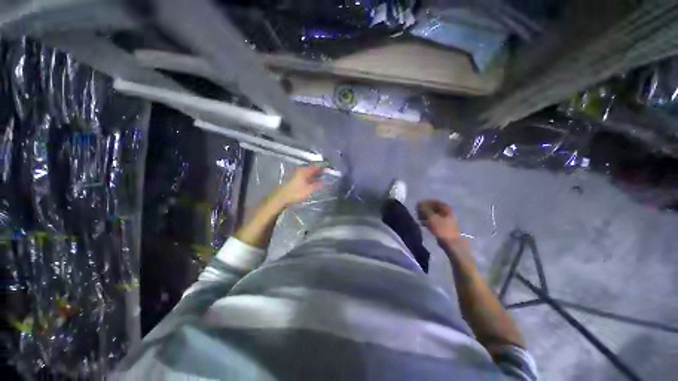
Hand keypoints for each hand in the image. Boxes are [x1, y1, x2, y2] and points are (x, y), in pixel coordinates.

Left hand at [271, 166, 324, 206]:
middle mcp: (301, 170)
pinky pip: (305, 175)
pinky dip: (311, 177)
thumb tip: (325, 182)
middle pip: (313, 168)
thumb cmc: (295, 193)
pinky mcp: (295, 178)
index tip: (330, 168)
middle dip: (320, 170)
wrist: (281, 197)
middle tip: (328, 173)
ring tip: (323, 178)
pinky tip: (314, 181)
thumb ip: (318, 185)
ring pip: (309, 172)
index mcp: (304, 170)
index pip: (316, 166)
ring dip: (316, 174)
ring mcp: (297, 173)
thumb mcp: (309, 190)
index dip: (324, 167)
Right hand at [417, 200, 462, 244]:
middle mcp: (447, 212)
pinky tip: (423, 224)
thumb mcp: (432, 217)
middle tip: (417, 213)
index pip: (434, 201)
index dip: (425, 202)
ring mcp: (446, 219)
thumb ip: (424, 209)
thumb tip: (419, 202)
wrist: (452, 244)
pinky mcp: (444, 226)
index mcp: (446, 208)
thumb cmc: (442, 229)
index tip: (418, 206)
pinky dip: (428, 221)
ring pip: (433, 215)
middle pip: (433, 208)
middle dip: (424, 210)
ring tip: (419, 219)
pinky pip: (434, 221)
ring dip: (425, 216)